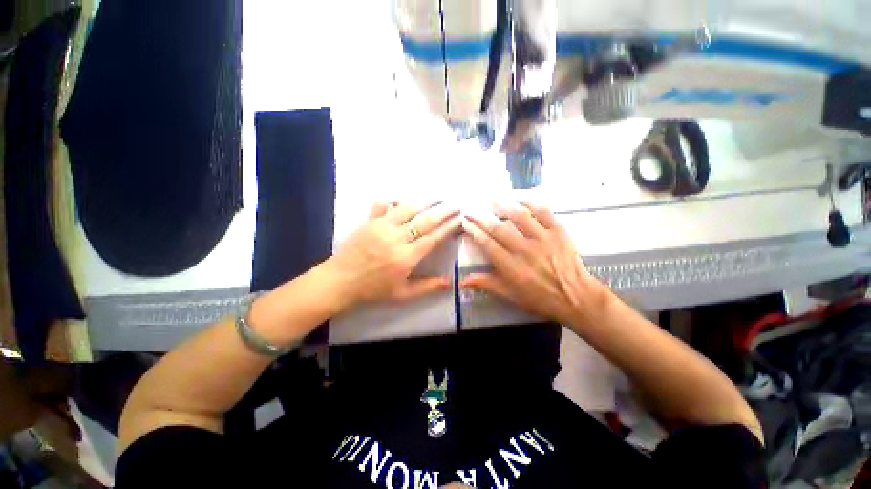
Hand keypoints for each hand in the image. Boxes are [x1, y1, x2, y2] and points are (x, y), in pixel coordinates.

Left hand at [327, 202, 460, 306]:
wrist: (340, 281)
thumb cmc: (373, 289)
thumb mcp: (402, 294)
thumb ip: (427, 287)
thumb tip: (450, 282)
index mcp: (405, 257)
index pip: (433, 238)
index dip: (448, 228)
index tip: (460, 219)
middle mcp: (395, 238)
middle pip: (424, 221)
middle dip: (443, 212)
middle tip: (455, 205)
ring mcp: (381, 227)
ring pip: (407, 209)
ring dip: (425, 203)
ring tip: (438, 198)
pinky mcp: (369, 221)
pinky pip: (384, 206)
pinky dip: (395, 201)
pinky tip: (403, 200)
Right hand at [460, 202, 610, 326]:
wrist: (576, 297)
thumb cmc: (540, 299)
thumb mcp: (510, 296)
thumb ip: (486, 284)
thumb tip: (462, 281)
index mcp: (511, 267)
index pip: (487, 244)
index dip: (473, 231)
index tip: (464, 222)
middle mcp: (524, 250)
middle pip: (498, 228)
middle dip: (481, 217)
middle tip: (471, 209)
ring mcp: (542, 239)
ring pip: (519, 216)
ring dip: (503, 206)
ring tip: (491, 200)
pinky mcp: (558, 232)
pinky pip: (543, 212)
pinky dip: (531, 203)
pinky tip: (520, 199)